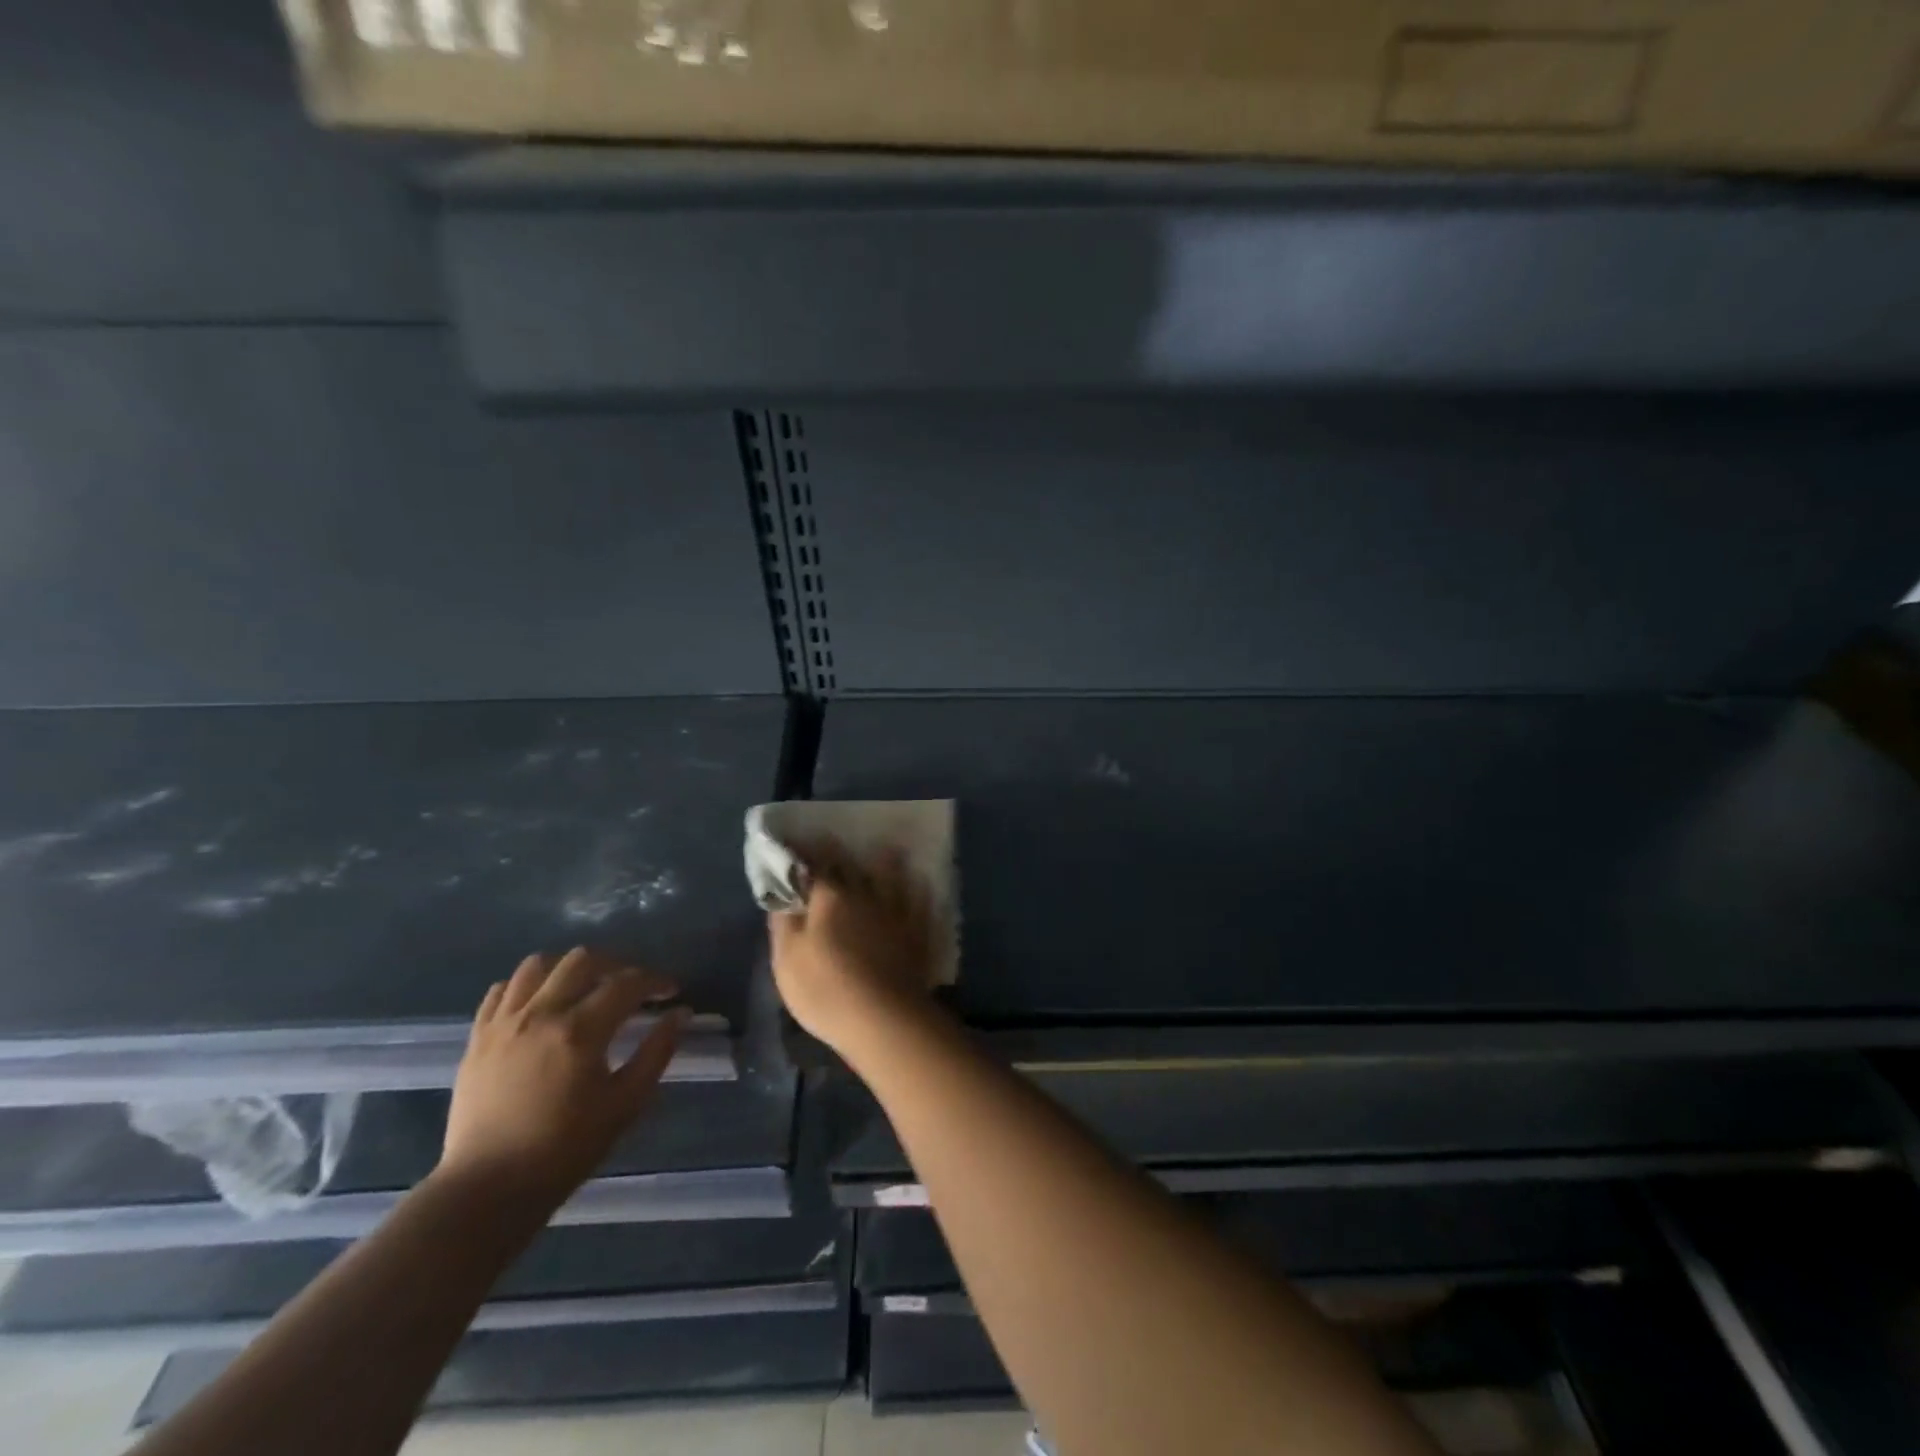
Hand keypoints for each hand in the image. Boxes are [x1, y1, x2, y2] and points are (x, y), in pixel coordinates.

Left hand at [440, 948, 687, 1202]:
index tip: (671, 991)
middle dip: (615, 964)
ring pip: (537, 965)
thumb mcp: (626, 1104)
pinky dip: (525, 987)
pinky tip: (540, 1004)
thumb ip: (657, 1052)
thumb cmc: (565, 1150)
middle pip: (582, 960)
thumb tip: (680, 1013)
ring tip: (583, 987)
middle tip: (630, 986)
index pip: (627, 983)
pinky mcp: (477, 1039)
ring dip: (568, 968)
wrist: (487, 1191)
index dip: (655, 981)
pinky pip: (500, 991)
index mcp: (580, 1031)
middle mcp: (540, 1014)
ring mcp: (503, 1024)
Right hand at [768, 842, 937, 1056]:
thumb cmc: (825, 989)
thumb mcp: (786, 961)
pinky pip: (920, 901)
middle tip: (836, 846)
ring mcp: (897, 912)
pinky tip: (920, 882)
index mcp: (831, 897)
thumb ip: (784, 924)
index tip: (798, 847)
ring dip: (886, 862)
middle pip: (854, 867)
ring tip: (886, 850)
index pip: (817, 864)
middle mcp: (867, 895)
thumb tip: (782, 898)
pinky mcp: (918, 933)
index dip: (806, 854)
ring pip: (892, 877)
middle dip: (842, 855)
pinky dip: (918, 888)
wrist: (884, 1020)